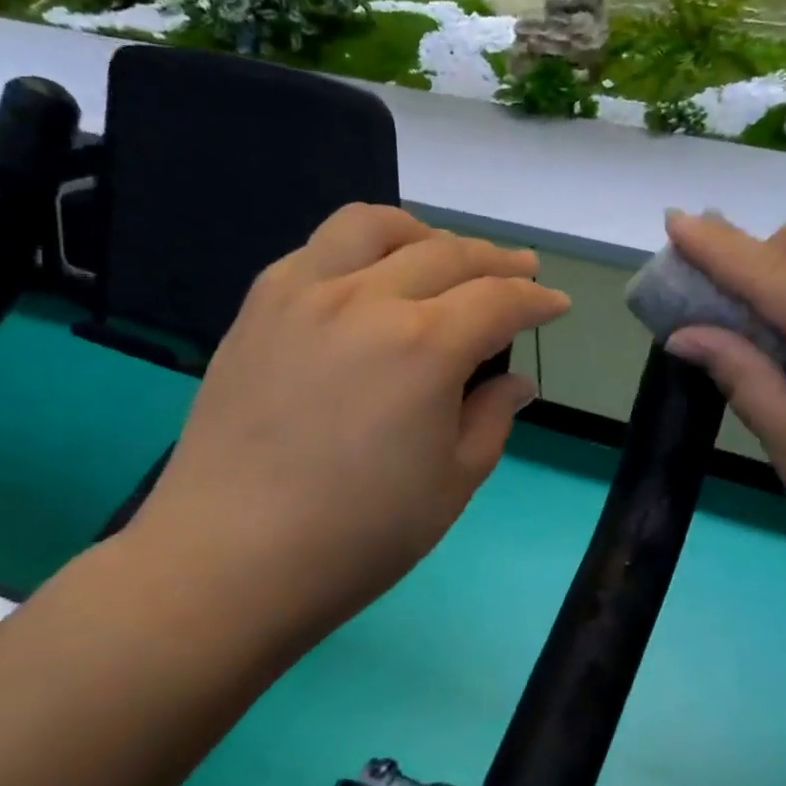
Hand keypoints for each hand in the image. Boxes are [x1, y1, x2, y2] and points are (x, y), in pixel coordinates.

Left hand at [125, 205, 568, 650]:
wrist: (230, 559)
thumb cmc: (359, 535)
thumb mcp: (452, 484)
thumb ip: (492, 418)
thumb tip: (515, 381)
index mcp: (425, 347)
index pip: (498, 300)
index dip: (536, 299)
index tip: (556, 305)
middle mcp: (365, 300)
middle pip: (446, 254)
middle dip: (496, 260)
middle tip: (521, 272)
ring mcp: (302, 295)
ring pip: (372, 227)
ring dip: (421, 234)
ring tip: (440, 255)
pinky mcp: (257, 309)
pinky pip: (316, 251)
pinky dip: (358, 251)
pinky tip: (366, 282)